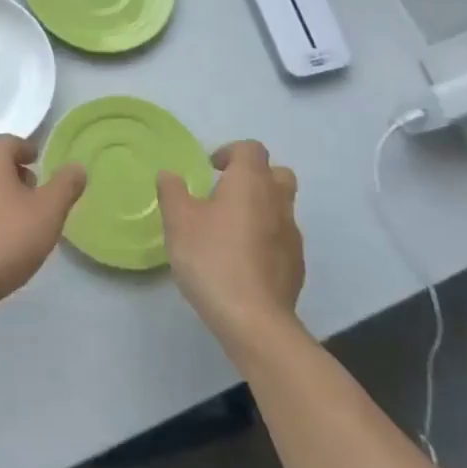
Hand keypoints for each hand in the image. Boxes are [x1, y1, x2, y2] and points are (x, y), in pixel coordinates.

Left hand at [0, 135, 86, 325]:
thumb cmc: (5, 238)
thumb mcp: (48, 211)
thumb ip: (66, 185)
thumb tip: (77, 166)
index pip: (14, 143)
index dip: (33, 156)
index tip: (47, 175)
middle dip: (18, 176)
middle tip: (39, 200)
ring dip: (2, 196)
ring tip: (23, 223)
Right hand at [157, 140, 304, 350]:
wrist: (253, 318)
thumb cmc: (212, 258)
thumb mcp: (178, 220)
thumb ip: (172, 191)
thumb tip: (170, 174)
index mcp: (251, 183)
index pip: (251, 149)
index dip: (230, 153)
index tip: (210, 170)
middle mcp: (277, 202)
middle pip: (276, 174)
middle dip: (253, 177)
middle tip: (225, 194)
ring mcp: (292, 235)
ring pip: (280, 208)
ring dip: (259, 209)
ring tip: (229, 231)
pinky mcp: (296, 265)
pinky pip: (281, 238)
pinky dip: (265, 239)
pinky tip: (242, 260)